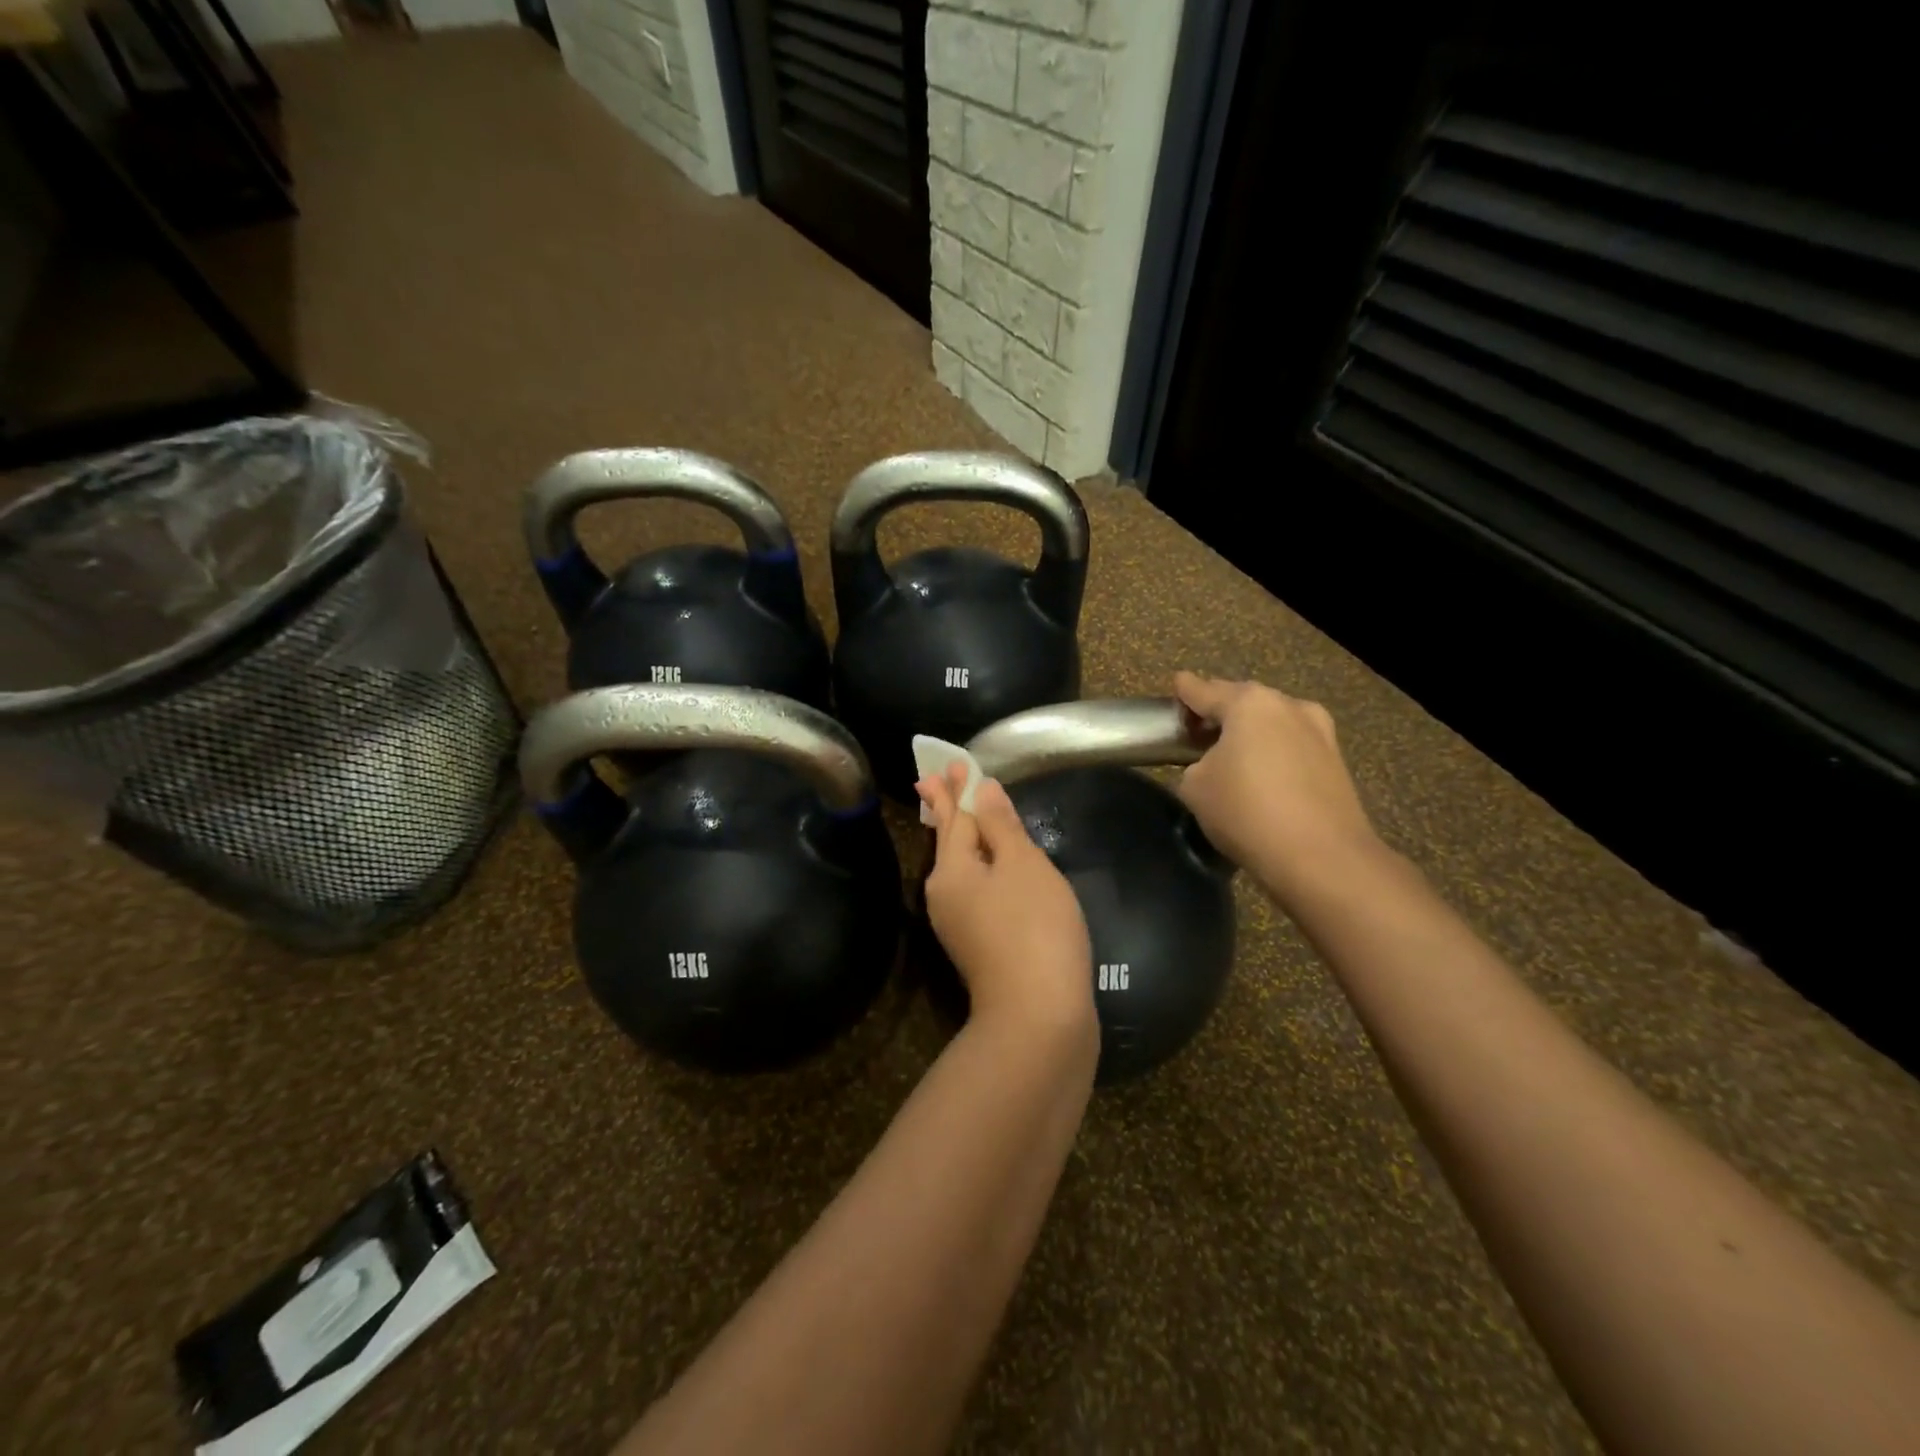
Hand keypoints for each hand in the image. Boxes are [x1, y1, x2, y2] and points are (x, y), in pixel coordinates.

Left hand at [916, 761, 1094, 1037]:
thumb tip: (981, 791)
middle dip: (949, 809)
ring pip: (960, 868)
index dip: (956, 788)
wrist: (1038, 1014)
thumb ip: (1001, 826)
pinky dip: (980, 867)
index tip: (949, 764)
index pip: (954, 816)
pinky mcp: (976, 945)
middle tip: (940, 780)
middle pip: (949, 841)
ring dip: (964, 838)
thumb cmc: (1034, 927)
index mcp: (951, 868)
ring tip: (965, 816)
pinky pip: (973, 890)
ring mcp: (957, 923)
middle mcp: (944, 893)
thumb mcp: (1023, 865)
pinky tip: (991, 868)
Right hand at [1173, 671, 1381, 900]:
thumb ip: (1195, 764)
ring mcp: (1319, 731)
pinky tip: (1264, 777)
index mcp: (1249, 703)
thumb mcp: (1195, 787)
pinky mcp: (1336, 761)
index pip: (1204, 690)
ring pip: (1273, 723)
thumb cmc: (1246, 811)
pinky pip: (1293, 747)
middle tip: (1199, 729)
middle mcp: (1288, 705)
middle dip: (1222, 711)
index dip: (1185, 690)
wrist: (1321, 857)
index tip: (1176, 685)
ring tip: (1233, 755)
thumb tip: (1212, 765)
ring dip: (1252, 733)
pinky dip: (1275, 754)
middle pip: (1243, 701)